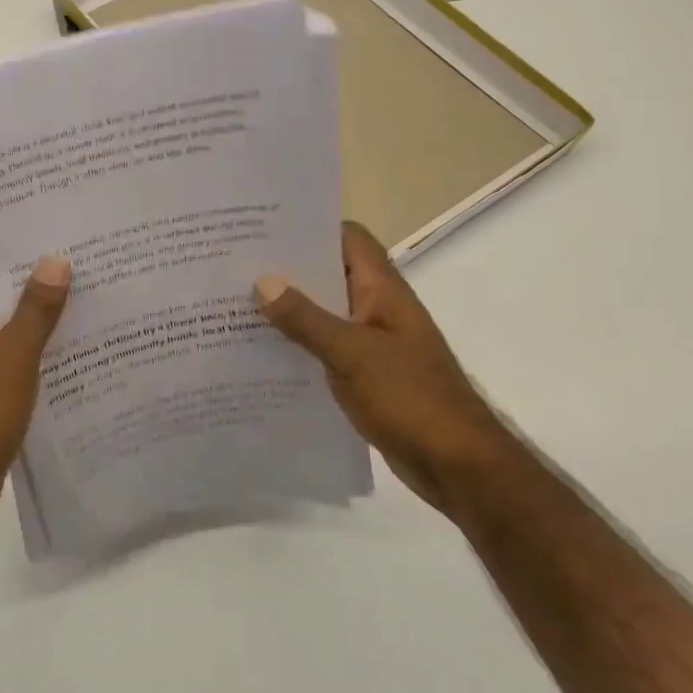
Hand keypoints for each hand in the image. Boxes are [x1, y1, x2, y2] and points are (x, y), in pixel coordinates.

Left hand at [0, 246, 70, 554]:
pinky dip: (35, 340)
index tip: (27, 214)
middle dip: (21, 266)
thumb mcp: (10, 362)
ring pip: (0, 320)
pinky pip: (10, 352)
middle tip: (67, 242)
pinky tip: (73, 336)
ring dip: (32, 304)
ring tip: (79, 279)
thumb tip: (55, 259)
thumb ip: (34, 312)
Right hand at [255, 221, 515, 512]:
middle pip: (330, 274)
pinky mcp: (365, 375)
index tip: (265, 228)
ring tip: (236, 305)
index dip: (312, 228)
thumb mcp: (352, 354)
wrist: (456, 464)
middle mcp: (377, 309)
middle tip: (235, 266)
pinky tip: (260, 354)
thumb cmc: (410, 397)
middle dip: (288, 270)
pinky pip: (325, 349)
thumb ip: (306, 318)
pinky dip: (298, 346)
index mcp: (382, 291)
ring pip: (324, 314)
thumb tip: (263, 281)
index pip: (349, 239)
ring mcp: (371, 343)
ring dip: (289, 311)